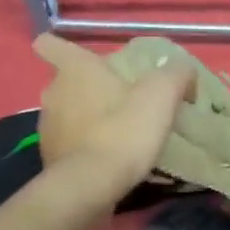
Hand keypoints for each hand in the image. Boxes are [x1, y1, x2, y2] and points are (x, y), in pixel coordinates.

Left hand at [33, 34, 193, 202]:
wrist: (91, 185)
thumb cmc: (124, 131)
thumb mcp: (162, 95)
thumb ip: (175, 75)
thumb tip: (183, 71)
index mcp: (75, 69)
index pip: (51, 44)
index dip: (61, 47)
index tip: (82, 61)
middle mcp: (53, 92)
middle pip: (66, 83)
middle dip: (88, 90)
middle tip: (119, 104)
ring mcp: (47, 127)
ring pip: (65, 114)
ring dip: (86, 121)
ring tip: (115, 136)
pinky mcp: (49, 158)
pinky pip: (68, 144)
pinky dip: (83, 148)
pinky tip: (106, 161)